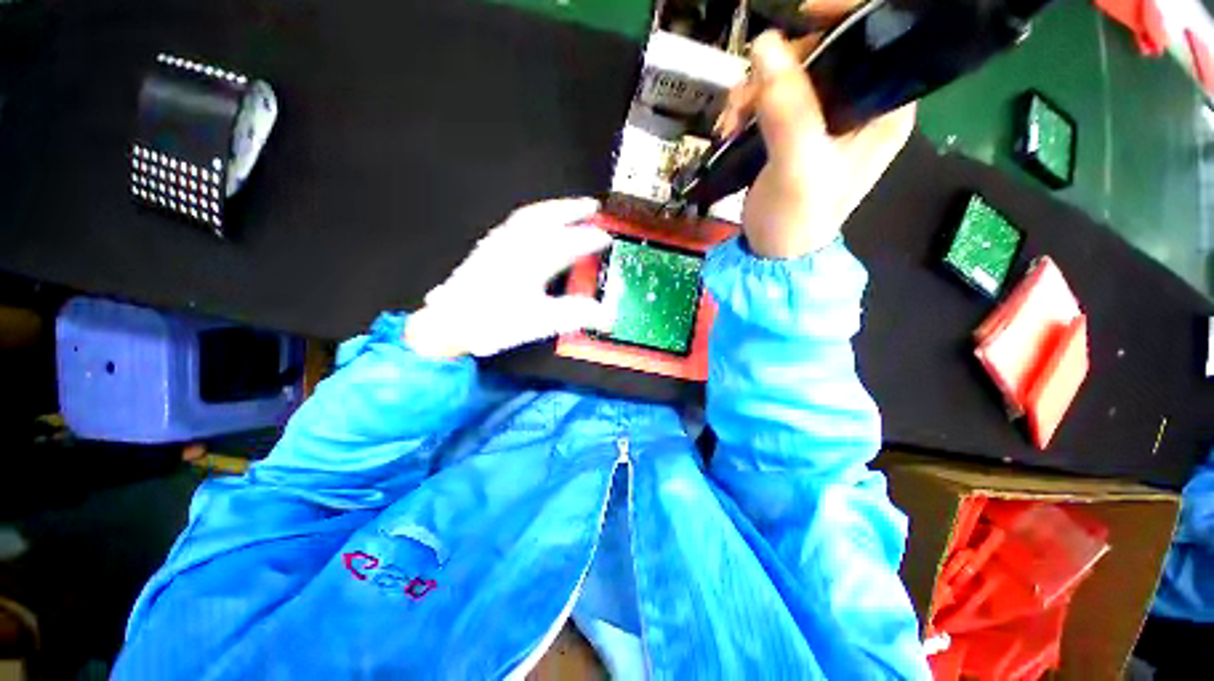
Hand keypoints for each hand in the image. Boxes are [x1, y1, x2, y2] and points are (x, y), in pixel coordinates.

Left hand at [405, 198, 613, 358]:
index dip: (589, 239)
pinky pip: (518, 222)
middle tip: (592, 205)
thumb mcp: (538, 322)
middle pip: (546, 217)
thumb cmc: (494, 322)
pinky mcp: (490, 246)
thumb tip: (605, 312)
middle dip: (572, 209)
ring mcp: (500, 242)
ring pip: (531, 216)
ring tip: (571, 207)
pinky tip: (540, 223)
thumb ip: (573, 313)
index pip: (566, 243)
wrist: (450, 321)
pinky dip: (536, 216)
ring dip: (554, 208)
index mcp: (530, 260)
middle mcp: (515, 244)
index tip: (607, 237)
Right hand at [715, 25, 914, 258]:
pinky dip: (748, 105)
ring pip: (793, 73)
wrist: (772, 254)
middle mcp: (860, 106)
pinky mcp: (795, 130)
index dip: (847, 17)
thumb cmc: (797, 219)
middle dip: (782, 65)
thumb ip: (788, 109)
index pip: (879, 41)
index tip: (803, 15)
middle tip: (748, 96)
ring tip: (732, 121)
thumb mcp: (797, 167)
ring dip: (756, 89)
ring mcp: (825, 119)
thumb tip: (764, 45)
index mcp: (884, 109)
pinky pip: (772, 97)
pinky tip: (732, 126)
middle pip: (828, 52)